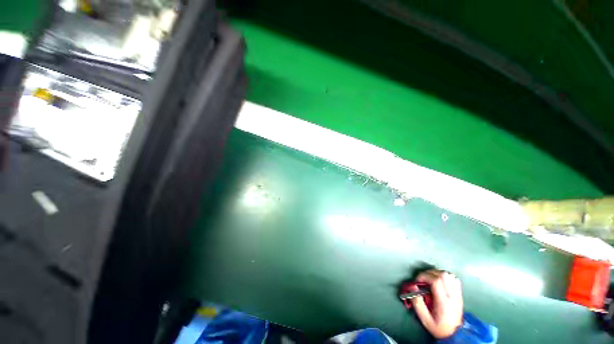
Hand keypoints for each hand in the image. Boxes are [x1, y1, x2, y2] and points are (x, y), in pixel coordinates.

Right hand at [411, 269, 462, 338]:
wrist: (456, 335)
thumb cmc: (439, 327)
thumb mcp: (425, 319)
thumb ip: (417, 303)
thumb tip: (412, 287)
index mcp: (444, 302)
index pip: (436, 281)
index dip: (424, 276)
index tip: (417, 281)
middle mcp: (452, 296)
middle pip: (442, 275)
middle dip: (429, 273)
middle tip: (422, 279)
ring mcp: (457, 294)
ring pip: (448, 275)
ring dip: (437, 273)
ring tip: (430, 279)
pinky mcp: (459, 294)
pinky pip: (453, 278)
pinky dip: (445, 276)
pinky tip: (439, 280)